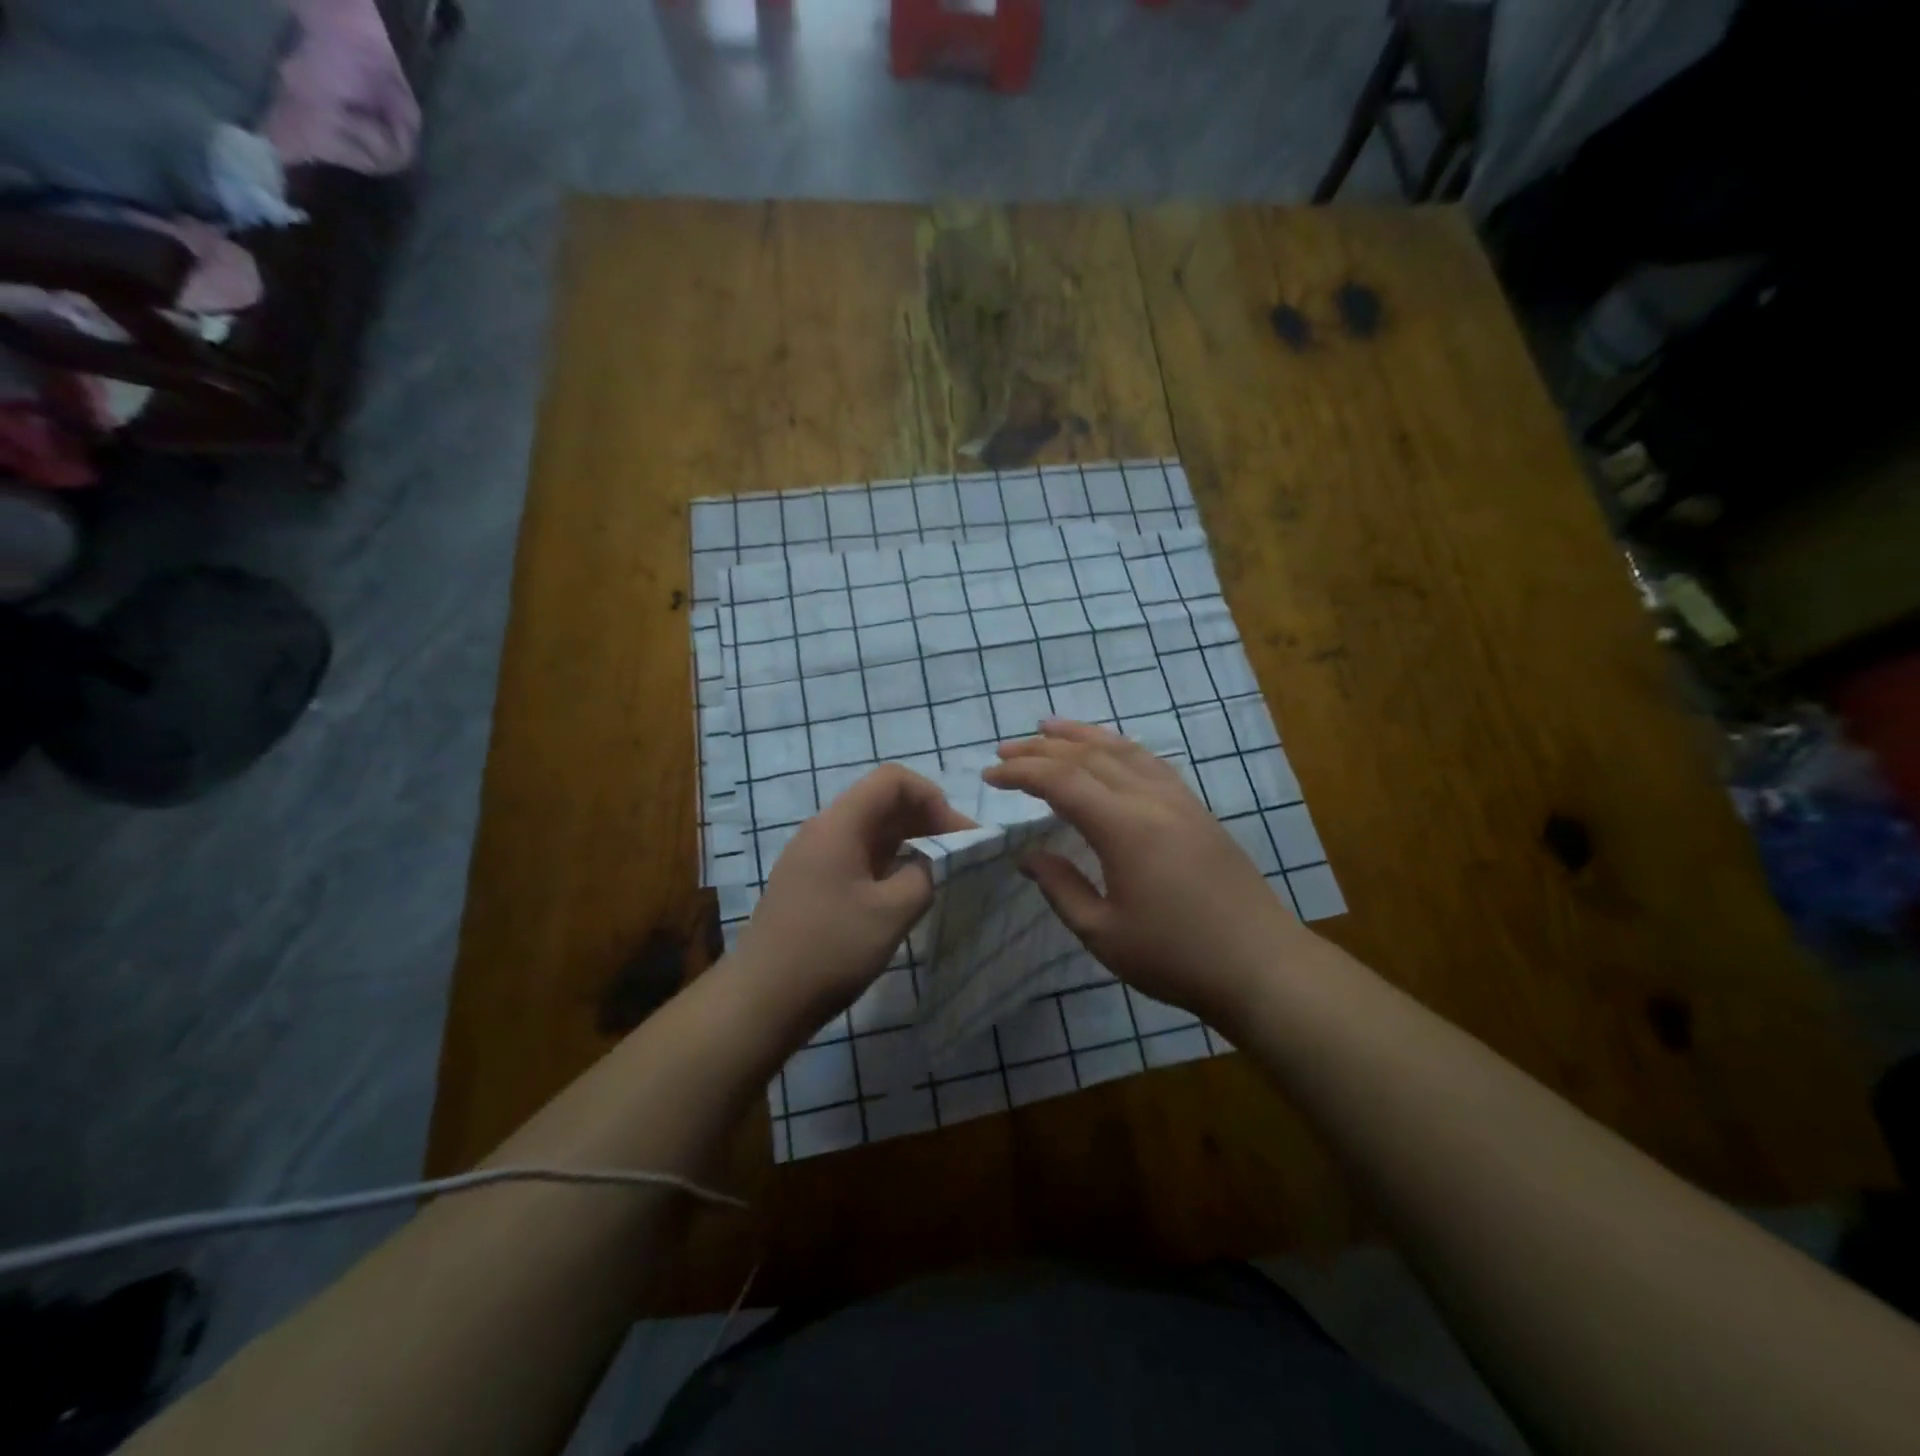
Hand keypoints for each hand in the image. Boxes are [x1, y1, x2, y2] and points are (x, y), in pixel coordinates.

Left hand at [733, 764, 972, 1029]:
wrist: (761, 1000)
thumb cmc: (829, 950)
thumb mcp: (891, 913)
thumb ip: (924, 876)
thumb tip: (934, 862)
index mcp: (839, 825)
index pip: (893, 780)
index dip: (932, 798)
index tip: (957, 835)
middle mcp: (825, 831)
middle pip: (883, 803)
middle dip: (926, 819)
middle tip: (960, 854)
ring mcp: (815, 858)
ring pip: (872, 831)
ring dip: (910, 842)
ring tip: (940, 871)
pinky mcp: (813, 884)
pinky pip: (859, 856)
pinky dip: (890, 863)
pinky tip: (907, 891)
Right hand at [982, 720, 1304, 1023]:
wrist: (1260, 965)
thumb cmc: (1175, 957)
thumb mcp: (1103, 933)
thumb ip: (1061, 888)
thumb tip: (1028, 856)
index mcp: (1124, 828)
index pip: (1062, 782)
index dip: (1021, 773)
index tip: (989, 776)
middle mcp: (1151, 800)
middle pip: (1089, 757)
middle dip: (1042, 749)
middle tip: (1005, 750)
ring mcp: (1180, 800)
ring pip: (1123, 750)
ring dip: (1082, 735)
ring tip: (1049, 727)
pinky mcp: (1197, 810)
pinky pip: (1150, 762)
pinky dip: (1119, 748)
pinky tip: (1109, 751)